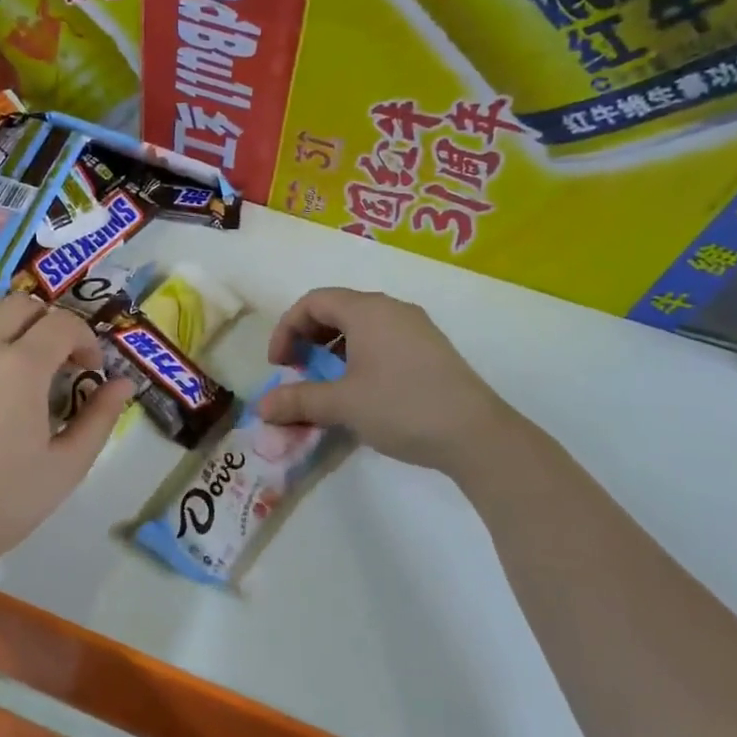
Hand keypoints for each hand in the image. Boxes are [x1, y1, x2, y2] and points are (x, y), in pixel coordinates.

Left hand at [0, 294, 132, 578]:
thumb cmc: (11, 498)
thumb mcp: (70, 462)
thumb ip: (100, 416)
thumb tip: (124, 383)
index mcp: (22, 367)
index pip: (62, 324)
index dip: (85, 340)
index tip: (91, 370)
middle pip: (20, 305)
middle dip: (49, 322)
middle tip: (59, 358)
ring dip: (8, 324)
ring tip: (19, 358)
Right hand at [258, 287, 519, 476]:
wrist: (475, 434)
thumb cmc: (401, 407)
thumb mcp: (342, 404)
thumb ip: (298, 400)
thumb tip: (261, 407)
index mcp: (367, 310)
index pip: (313, 301)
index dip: (287, 329)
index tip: (279, 364)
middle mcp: (392, 309)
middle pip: (336, 309)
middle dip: (309, 338)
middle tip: (299, 371)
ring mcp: (416, 328)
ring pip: (361, 326)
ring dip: (333, 349)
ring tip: (327, 383)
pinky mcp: (431, 349)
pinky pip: (383, 340)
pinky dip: (359, 356)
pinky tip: (361, 390)